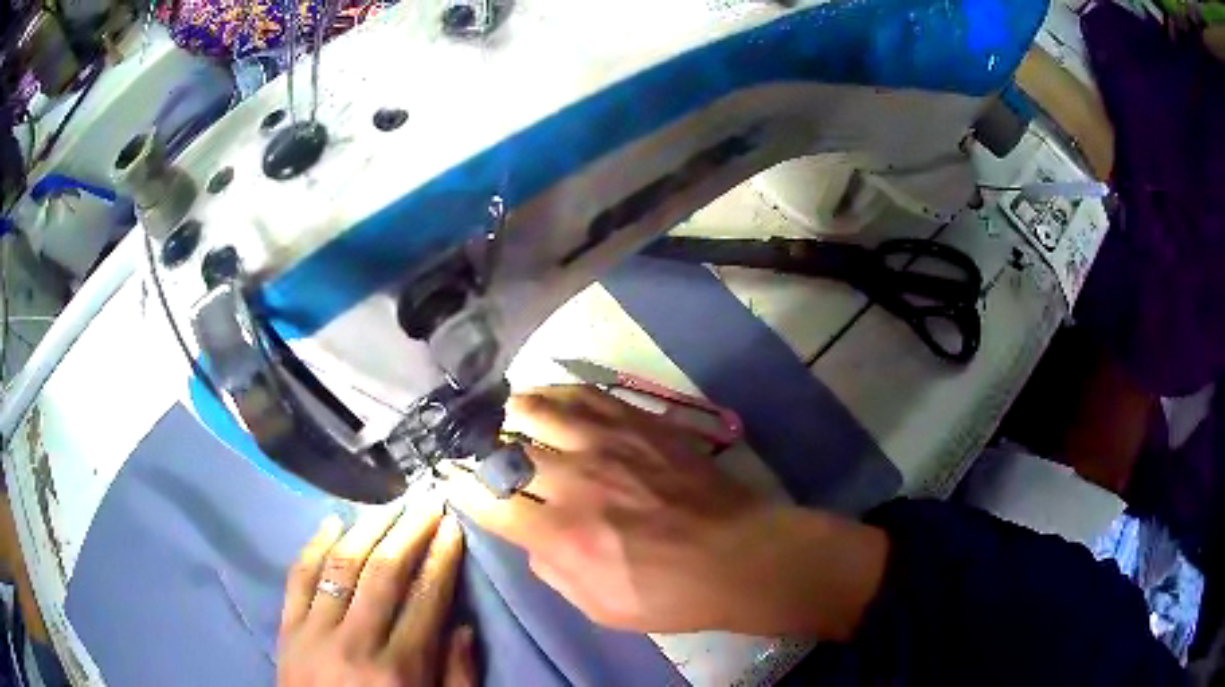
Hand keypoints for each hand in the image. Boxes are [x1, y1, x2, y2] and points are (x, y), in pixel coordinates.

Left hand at [277, 501, 475, 686]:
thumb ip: (456, 677)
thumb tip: (462, 625)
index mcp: (400, 669)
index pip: (425, 600)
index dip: (441, 559)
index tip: (451, 528)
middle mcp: (357, 643)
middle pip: (384, 573)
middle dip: (409, 532)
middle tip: (425, 503)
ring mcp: (315, 631)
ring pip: (341, 566)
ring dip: (367, 529)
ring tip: (388, 505)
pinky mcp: (287, 627)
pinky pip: (298, 577)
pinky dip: (314, 545)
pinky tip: (332, 522)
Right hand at [442, 385, 887, 639]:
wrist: (740, 555)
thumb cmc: (670, 593)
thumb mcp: (599, 607)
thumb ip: (551, 570)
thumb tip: (529, 536)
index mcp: (563, 535)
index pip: (489, 500)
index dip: (461, 486)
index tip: (451, 478)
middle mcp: (576, 482)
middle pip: (506, 448)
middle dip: (479, 446)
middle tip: (471, 444)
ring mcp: (609, 444)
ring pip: (537, 409)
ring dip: (509, 412)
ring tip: (499, 415)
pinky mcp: (639, 423)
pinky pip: (584, 394)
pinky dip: (554, 391)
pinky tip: (543, 395)